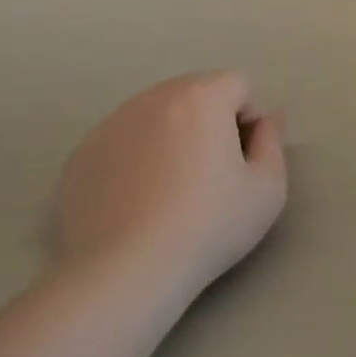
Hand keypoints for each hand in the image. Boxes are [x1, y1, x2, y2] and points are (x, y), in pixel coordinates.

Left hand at [52, 72, 287, 293]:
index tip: (244, 160)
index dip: (249, 119)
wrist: (126, 271)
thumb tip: (269, 117)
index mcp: (201, 97)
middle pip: (194, 93)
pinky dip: (135, 158)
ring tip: (171, 189)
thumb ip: (273, 141)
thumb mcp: (267, 189)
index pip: (238, 85)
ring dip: (171, 136)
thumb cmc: (208, 226)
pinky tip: (136, 201)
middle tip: (211, 173)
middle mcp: (153, 97)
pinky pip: (121, 142)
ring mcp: (111, 123)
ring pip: (155, 115)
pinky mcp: (81, 154)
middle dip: (210, 121)